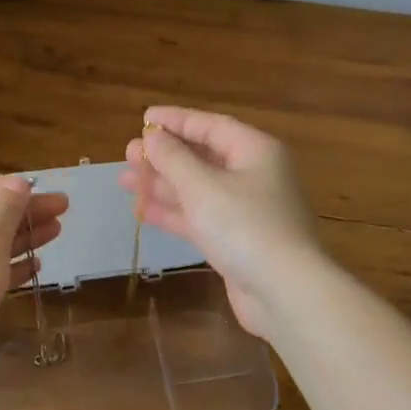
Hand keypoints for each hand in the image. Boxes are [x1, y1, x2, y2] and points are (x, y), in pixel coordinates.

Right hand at [119, 106, 323, 337]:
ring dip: (163, 185)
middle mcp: (255, 175)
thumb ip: (174, 159)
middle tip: (129, 154)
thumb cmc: (244, 226)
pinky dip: (174, 213)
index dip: (176, 120)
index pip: (211, 125)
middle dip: (165, 156)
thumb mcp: (203, 186)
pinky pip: (201, 217)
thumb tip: (153, 136)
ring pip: (199, 189)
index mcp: (256, 151)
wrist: (284, 291)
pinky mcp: (238, 241)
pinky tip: (142, 211)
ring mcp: (247, 211)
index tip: (144, 118)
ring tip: (126, 180)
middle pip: (204, 157)